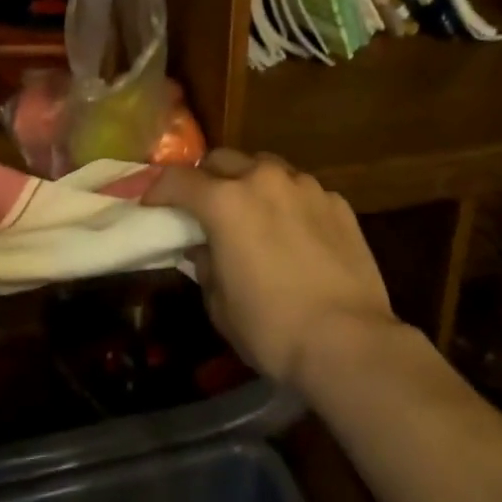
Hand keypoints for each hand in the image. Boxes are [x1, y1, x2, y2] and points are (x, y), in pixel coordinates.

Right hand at [145, 150, 398, 392]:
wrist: (349, 341)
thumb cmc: (272, 328)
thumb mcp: (220, 304)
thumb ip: (205, 264)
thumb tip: (203, 248)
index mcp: (225, 201)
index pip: (178, 179)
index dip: (158, 189)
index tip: (151, 204)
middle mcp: (264, 179)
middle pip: (223, 159)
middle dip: (206, 178)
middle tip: (204, 206)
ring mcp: (305, 186)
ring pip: (266, 168)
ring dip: (250, 183)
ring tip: (253, 213)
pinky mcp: (337, 202)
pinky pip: (302, 191)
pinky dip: (289, 202)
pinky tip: (295, 233)